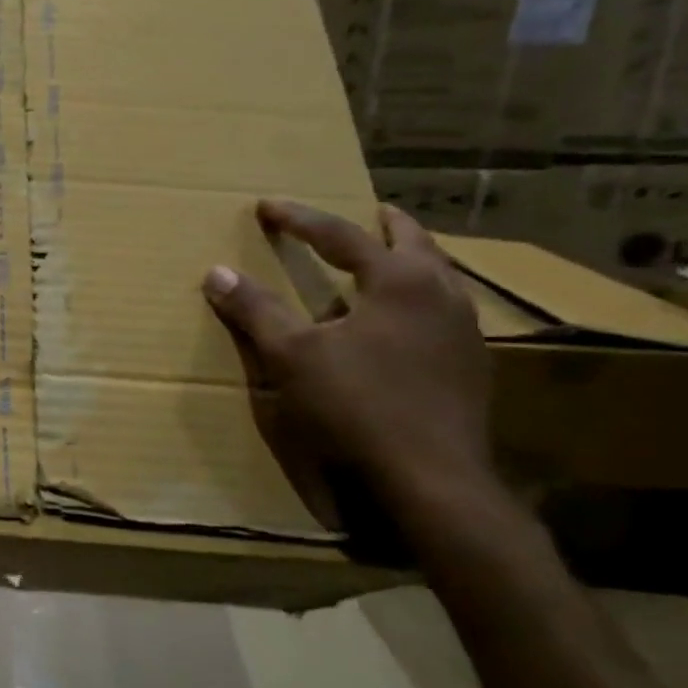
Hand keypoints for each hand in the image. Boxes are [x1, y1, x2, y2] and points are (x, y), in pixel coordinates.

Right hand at [202, 199, 492, 505]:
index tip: (266, 206)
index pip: (342, 235)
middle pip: (414, 243)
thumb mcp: (292, 355)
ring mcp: (465, 332)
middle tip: (367, 212)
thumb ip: (256, 310)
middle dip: (385, 226)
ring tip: (386, 260)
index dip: (300, 219)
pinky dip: (419, 299)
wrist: (432, 480)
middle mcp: (441, 295)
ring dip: (410, 260)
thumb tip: (216, 272)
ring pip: (439, 277)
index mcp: (400, 281)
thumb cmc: (357, 406)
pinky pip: (444, 311)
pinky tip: (401, 322)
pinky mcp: (471, 367)